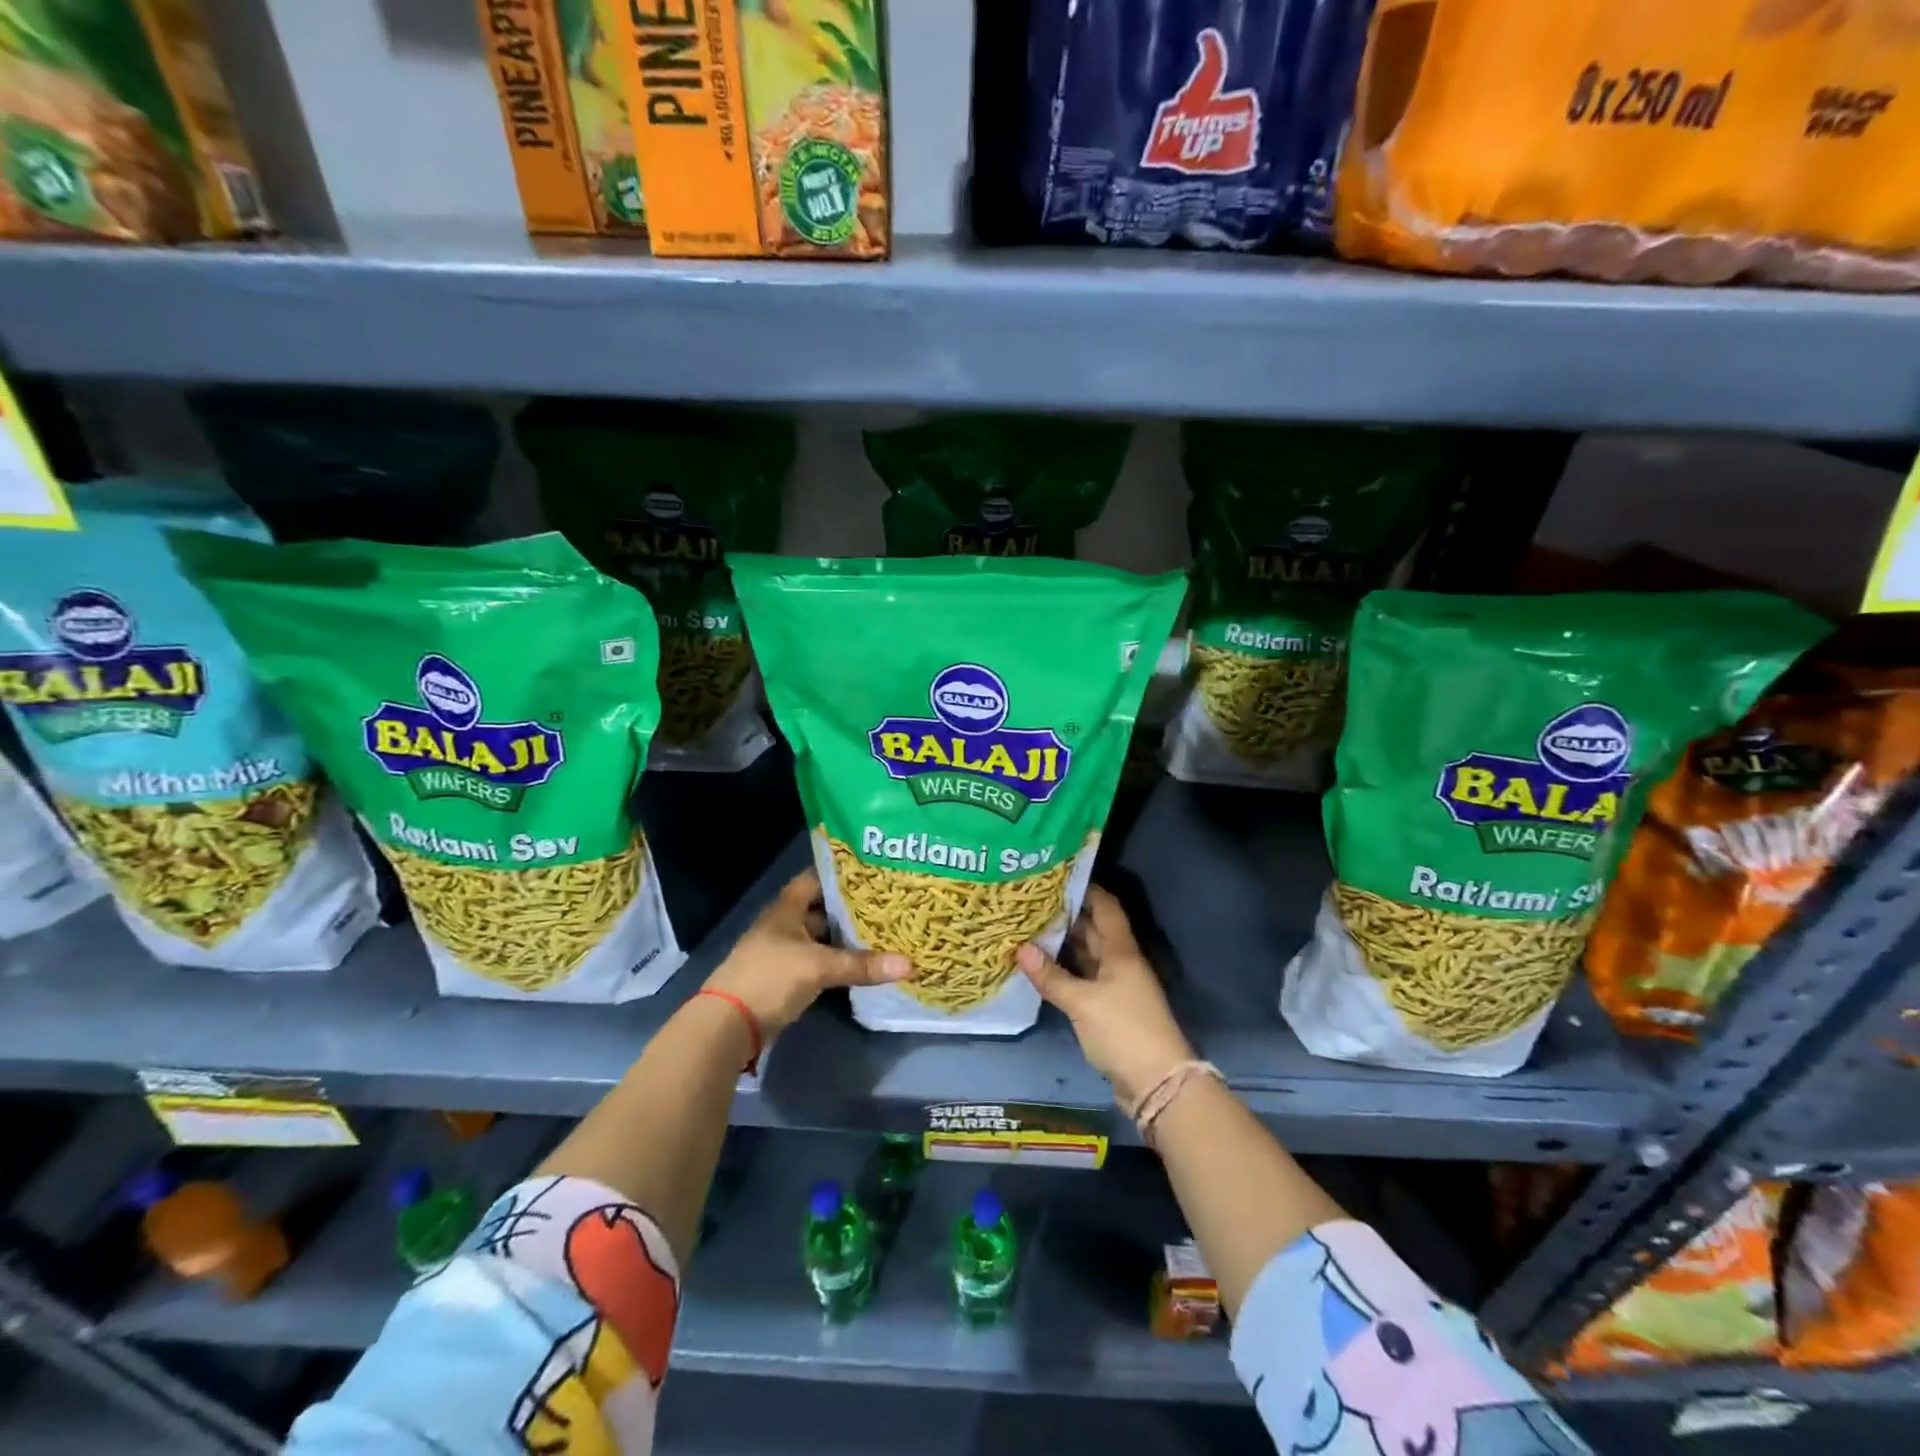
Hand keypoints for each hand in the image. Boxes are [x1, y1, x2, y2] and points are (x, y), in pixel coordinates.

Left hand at [704, 868, 909, 1035]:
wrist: (728, 1024)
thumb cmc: (771, 977)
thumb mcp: (819, 967)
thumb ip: (862, 964)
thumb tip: (910, 965)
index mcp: (787, 908)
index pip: (816, 878)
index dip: (842, 873)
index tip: (874, 871)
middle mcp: (785, 924)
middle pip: (822, 908)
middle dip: (851, 906)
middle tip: (887, 901)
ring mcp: (784, 951)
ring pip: (821, 936)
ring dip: (845, 935)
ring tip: (882, 929)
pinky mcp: (786, 977)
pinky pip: (818, 960)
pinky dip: (837, 959)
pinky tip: (861, 961)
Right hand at [1017, 885, 1194, 1108]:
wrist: (1157, 1083)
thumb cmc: (1124, 1030)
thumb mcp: (1082, 1003)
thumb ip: (1051, 977)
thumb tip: (1020, 949)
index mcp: (1121, 950)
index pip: (1105, 906)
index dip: (1085, 887)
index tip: (1055, 874)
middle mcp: (1120, 961)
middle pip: (1093, 928)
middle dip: (1065, 913)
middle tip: (1030, 900)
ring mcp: (1115, 985)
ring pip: (1086, 954)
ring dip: (1062, 943)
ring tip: (1028, 926)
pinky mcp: (1108, 1007)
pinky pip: (1083, 977)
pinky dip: (1064, 969)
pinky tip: (1040, 965)